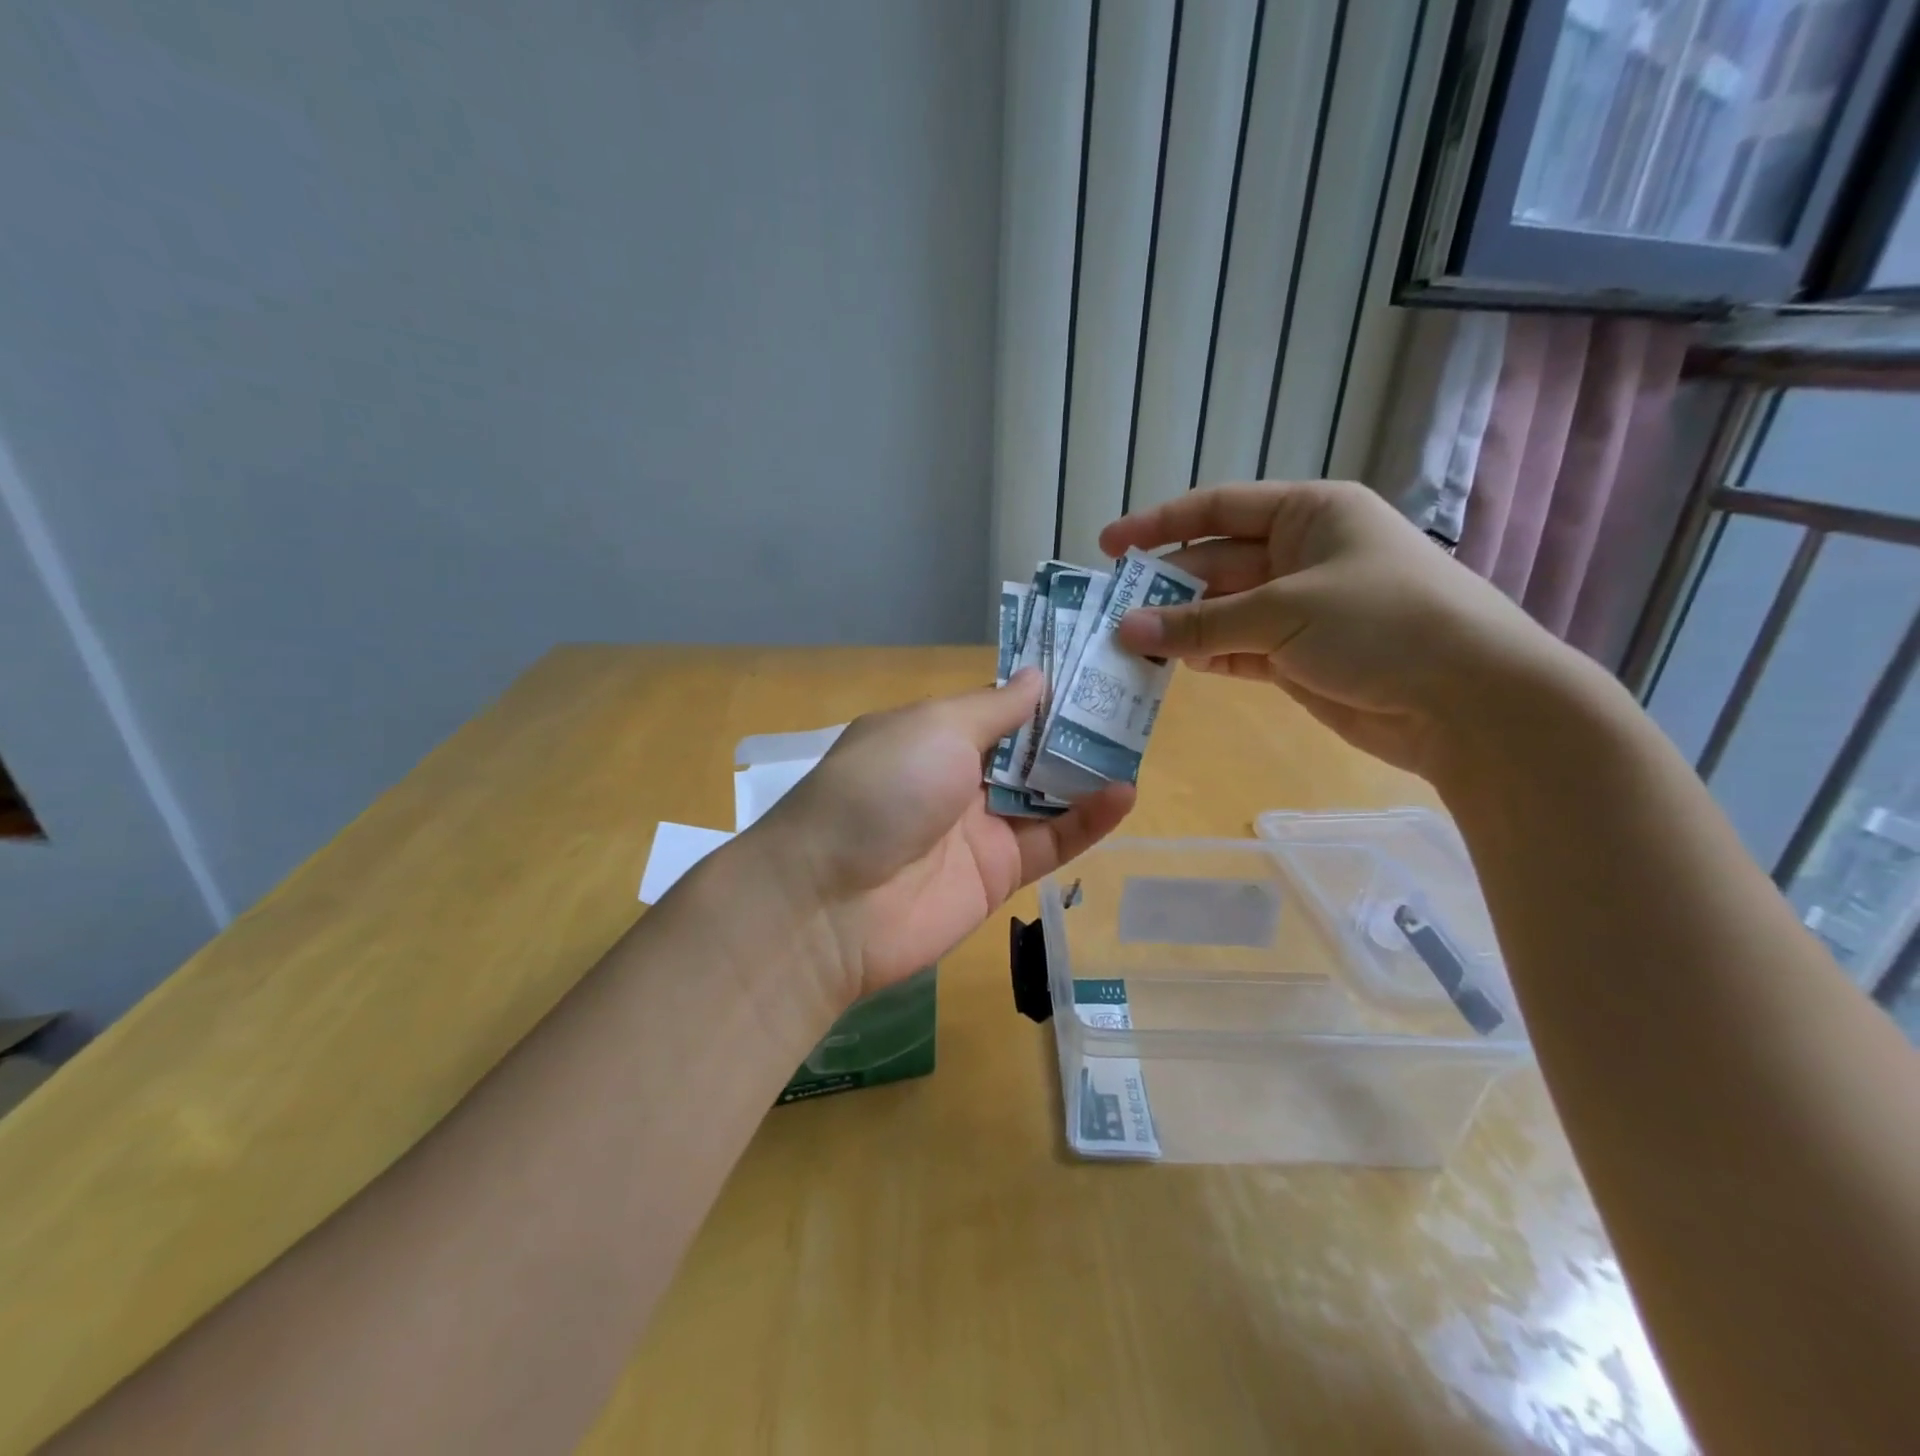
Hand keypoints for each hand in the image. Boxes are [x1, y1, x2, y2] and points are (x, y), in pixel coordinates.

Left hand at [751, 672, 1132, 1005]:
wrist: (833, 902)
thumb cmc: (881, 789)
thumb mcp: (935, 729)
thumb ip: (994, 708)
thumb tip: (1037, 675)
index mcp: (933, 734)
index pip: (998, 707)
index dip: (1042, 690)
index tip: (1093, 666)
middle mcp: (957, 777)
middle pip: (1027, 749)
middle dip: (1074, 729)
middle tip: (1133, 701)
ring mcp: (979, 827)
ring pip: (1045, 794)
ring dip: (1088, 772)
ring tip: (1139, 744)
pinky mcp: (1000, 874)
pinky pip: (1051, 841)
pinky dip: (1087, 821)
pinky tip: (1124, 795)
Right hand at [1099, 480, 1567, 777]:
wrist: (1468, 702)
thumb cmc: (1382, 624)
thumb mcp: (1284, 611)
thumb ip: (1201, 623)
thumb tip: (1126, 630)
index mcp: (1309, 514)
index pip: (1218, 508)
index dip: (1160, 524)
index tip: (1109, 547)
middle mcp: (1301, 555)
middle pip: (1215, 563)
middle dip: (1164, 587)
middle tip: (1111, 613)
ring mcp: (1300, 609)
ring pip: (1222, 612)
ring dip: (1180, 628)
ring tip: (1128, 645)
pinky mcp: (1299, 657)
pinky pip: (1238, 650)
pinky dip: (1207, 657)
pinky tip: (1171, 666)